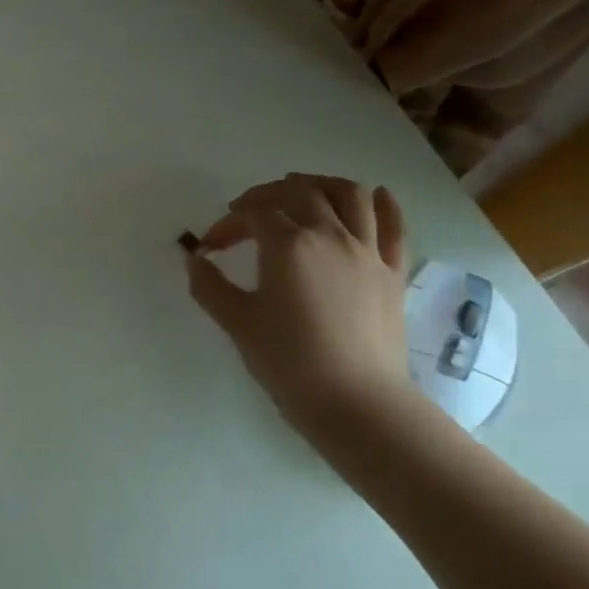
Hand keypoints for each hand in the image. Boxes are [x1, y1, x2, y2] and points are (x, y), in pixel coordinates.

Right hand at [186, 174, 418, 440]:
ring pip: (348, 194)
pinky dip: (381, 203)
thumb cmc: (289, 361)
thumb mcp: (237, 322)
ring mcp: (366, 251)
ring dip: (319, 184)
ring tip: (300, 192)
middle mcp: (329, 235)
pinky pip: (392, 225)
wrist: (357, 403)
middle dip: (266, 195)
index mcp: (288, 244)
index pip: (252, 214)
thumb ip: (209, 285)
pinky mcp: (392, 271)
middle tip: (246, 213)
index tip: (211, 247)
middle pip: (297, 192)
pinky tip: (373, 195)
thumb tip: (195, 259)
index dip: (227, 224)